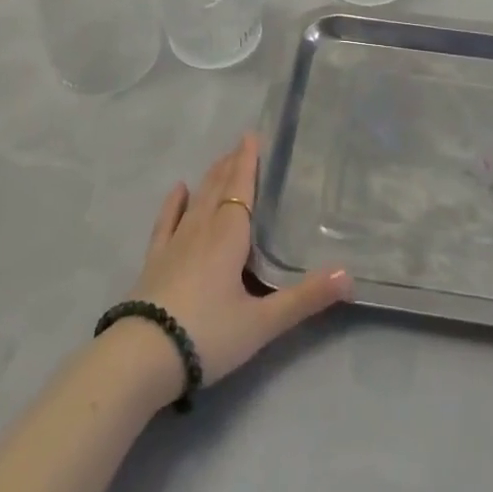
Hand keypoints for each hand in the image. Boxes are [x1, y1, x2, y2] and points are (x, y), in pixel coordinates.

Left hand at [128, 134, 352, 394]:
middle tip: (240, 144)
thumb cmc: (208, 334)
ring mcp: (175, 243)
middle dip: (231, 165)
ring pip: (197, 200)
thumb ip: (304, 298)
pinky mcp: (155, 260)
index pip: (241, 188)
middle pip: (219, 188)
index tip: (252, 135)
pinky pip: (166, 222)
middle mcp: (202, 229)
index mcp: (229, 235)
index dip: (248, 162)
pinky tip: (178, 190)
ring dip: (209, 178)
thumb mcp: (262, 322)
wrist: (143, 357)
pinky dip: (173, 204)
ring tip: (219, 160)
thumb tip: (349, 275)